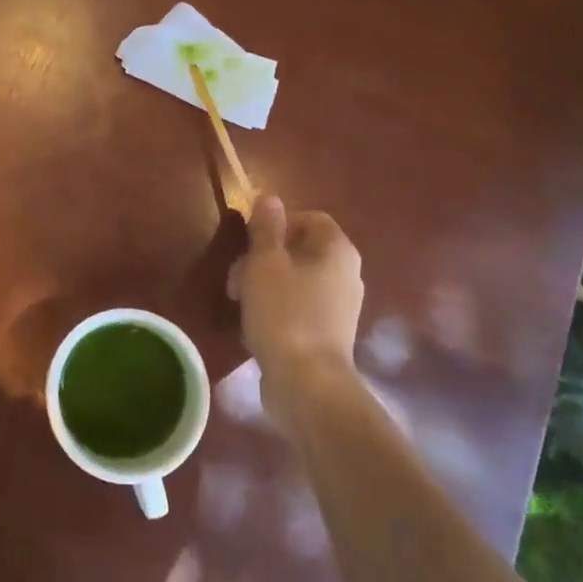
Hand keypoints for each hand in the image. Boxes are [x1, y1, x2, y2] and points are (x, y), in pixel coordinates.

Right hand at [227, 196, 363, 413]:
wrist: (307, 383)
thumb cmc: (284, 313)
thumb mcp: (265, 263)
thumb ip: (266, 228)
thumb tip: (269, 198)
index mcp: (337, 250)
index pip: (310, 218)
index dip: (277, 224)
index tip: (249, 242)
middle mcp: (347, 274)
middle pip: (301, 250)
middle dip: (263, 258)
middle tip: (235, 278)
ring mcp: (340, 307)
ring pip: (297, 281)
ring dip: (265, 285)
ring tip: (239, 305)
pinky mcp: (329, 334)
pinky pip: (300, 308)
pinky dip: (277, 310)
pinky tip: (255, 327)